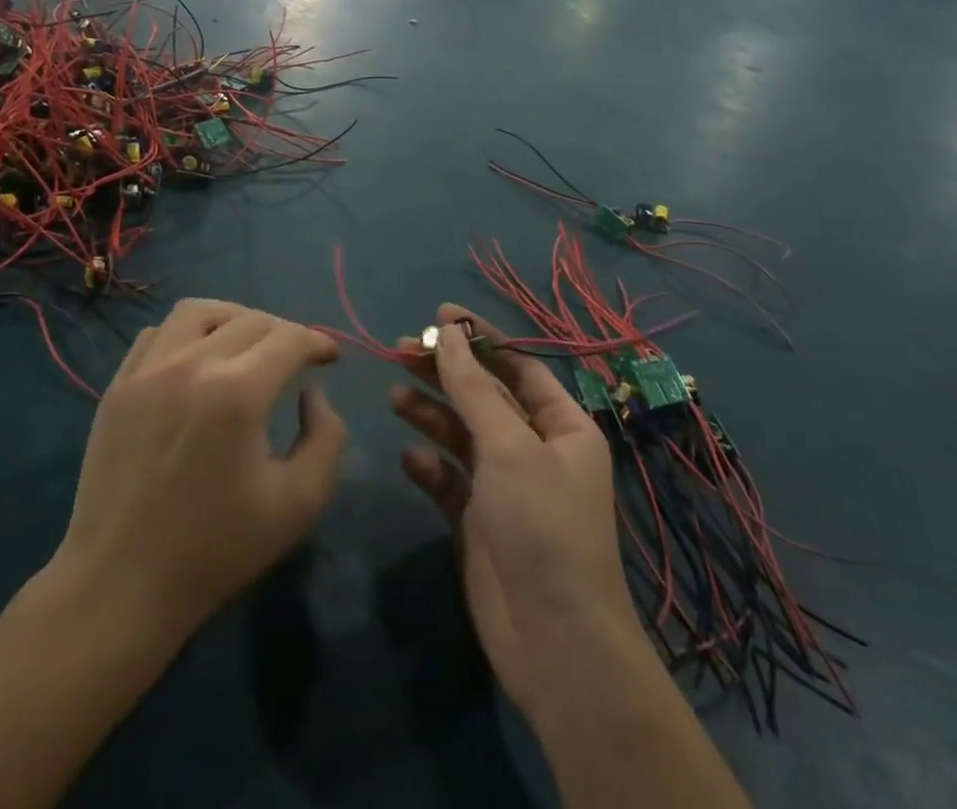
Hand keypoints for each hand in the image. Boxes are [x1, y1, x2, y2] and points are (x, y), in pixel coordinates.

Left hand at [53, 299, 346, 642]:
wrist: (121, 585)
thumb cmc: (216, 549)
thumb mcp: (298, 503)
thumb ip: (326, 438)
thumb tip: (311, 393)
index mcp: (238, 393)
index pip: (290, 338)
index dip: (319, 342)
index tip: (331, 358)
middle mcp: (191, 365)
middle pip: (251, 320)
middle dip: (286, 332)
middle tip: (298, 357)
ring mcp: (148, 371)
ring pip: (199, 312)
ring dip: (235, 318)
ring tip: (249, 343)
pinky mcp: (118, 386)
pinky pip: (157, 334)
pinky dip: (186, 333)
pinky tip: (197, 359)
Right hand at [391, 305, 641, 714]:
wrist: (554, 644)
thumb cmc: (542, 526)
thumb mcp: (508, 446)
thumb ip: (473, 388)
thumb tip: (448, 331)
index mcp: (562, 425)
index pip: (517, 365)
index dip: (479, 337)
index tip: (438, 313)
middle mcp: (535, 449)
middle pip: (483, 395)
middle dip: (445, 371)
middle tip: (400, 349)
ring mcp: (505, 486)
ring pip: (462, 433)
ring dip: (430, 412)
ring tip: (394, 395)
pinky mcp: (477, 520)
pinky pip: (449, 479)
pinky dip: (430, 465)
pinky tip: (410, 458)